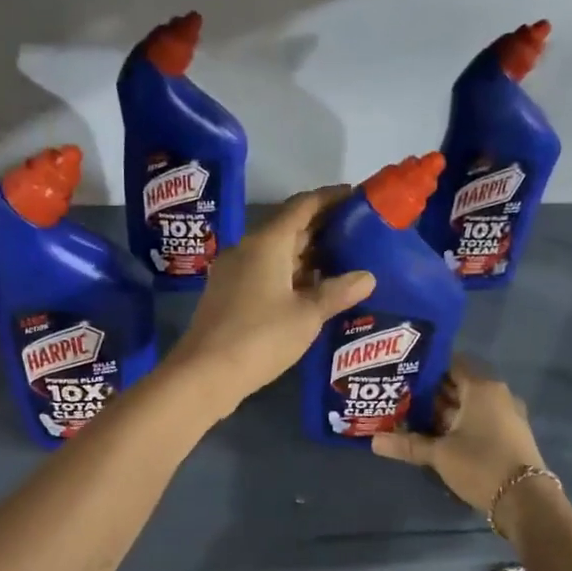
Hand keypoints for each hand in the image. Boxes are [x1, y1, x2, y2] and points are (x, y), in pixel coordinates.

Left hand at [169, 187, 374, 419]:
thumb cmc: (260, 337)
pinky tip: (312, 290)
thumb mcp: (307, 316)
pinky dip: (290, 274)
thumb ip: (337, 292)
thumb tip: (367, 276)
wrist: (204, 374)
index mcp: (267, 242)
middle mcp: (248, 249)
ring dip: (307, 254)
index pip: (303, 205)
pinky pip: (265, 272)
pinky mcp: (228, 294)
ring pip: (276, 253)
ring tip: (343, 261)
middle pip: (289, 227)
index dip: (330, 198)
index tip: (356, 196)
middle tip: (358, 233)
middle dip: (322, 228)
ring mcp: (234, 272)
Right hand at [371, 357, 547, 518]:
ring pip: (467, 405)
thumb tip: (373, 441)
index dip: (427, 366)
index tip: (402, 371)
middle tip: (399, 395)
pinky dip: (457, 423)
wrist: (526, 500)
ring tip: (410, 416)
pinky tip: (434, 435)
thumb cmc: (481, 464)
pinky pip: (477, 419)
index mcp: (482, 388)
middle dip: (429, 391)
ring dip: (442, 411)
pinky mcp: (507, 435)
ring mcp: (505, 415)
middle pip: (458, 384)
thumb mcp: (440, 454)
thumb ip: (407, 444)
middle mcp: (496, 395)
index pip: (452, 363)